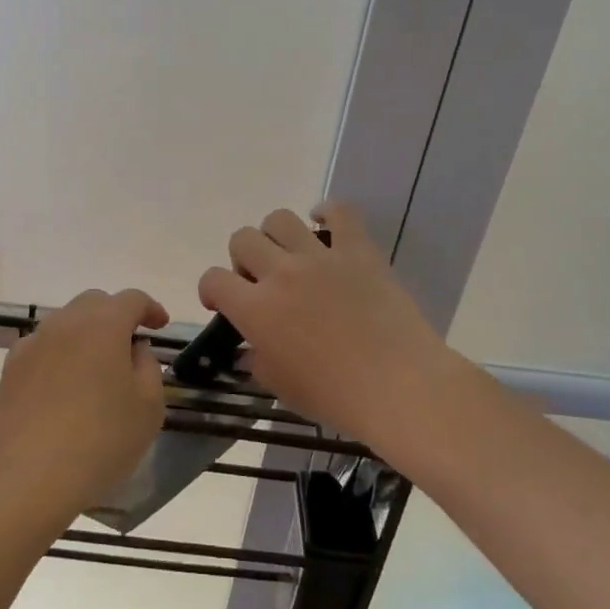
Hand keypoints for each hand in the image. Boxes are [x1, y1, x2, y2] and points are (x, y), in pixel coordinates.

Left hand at [0, 288, 169, 522]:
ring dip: (85, 333)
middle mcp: (66, 323)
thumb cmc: (101, 439)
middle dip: (116, 315)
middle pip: (95, 303)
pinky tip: (63, 383)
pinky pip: (41, 346)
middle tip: (129, 344)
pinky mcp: (10, 368)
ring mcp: (33, 343)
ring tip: (96, 366)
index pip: (132, 299)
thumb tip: (135, 349)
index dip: (150, 308)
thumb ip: (148, 366)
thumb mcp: (149, 406)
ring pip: (65, 322)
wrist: (30, 476)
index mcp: (104, 325)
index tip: (160, 325)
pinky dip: (58, 353)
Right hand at [197, 203, 462, 453]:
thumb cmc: (335, 396)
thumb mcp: (281, 387)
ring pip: (279, 219)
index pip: (213, 279)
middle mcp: (281, 273)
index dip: (211, 289)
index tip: (222, 303)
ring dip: (275, 235)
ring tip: (289, 255)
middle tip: (260, 281)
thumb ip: (257, 361)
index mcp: (256, 309)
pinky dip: (327, 212)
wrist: (398, 386)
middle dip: (242, 259)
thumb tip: (250, 349)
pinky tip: (324, 222)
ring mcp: (320, 257)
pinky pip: (340, 212)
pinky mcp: (358, 250)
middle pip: (242, 239)